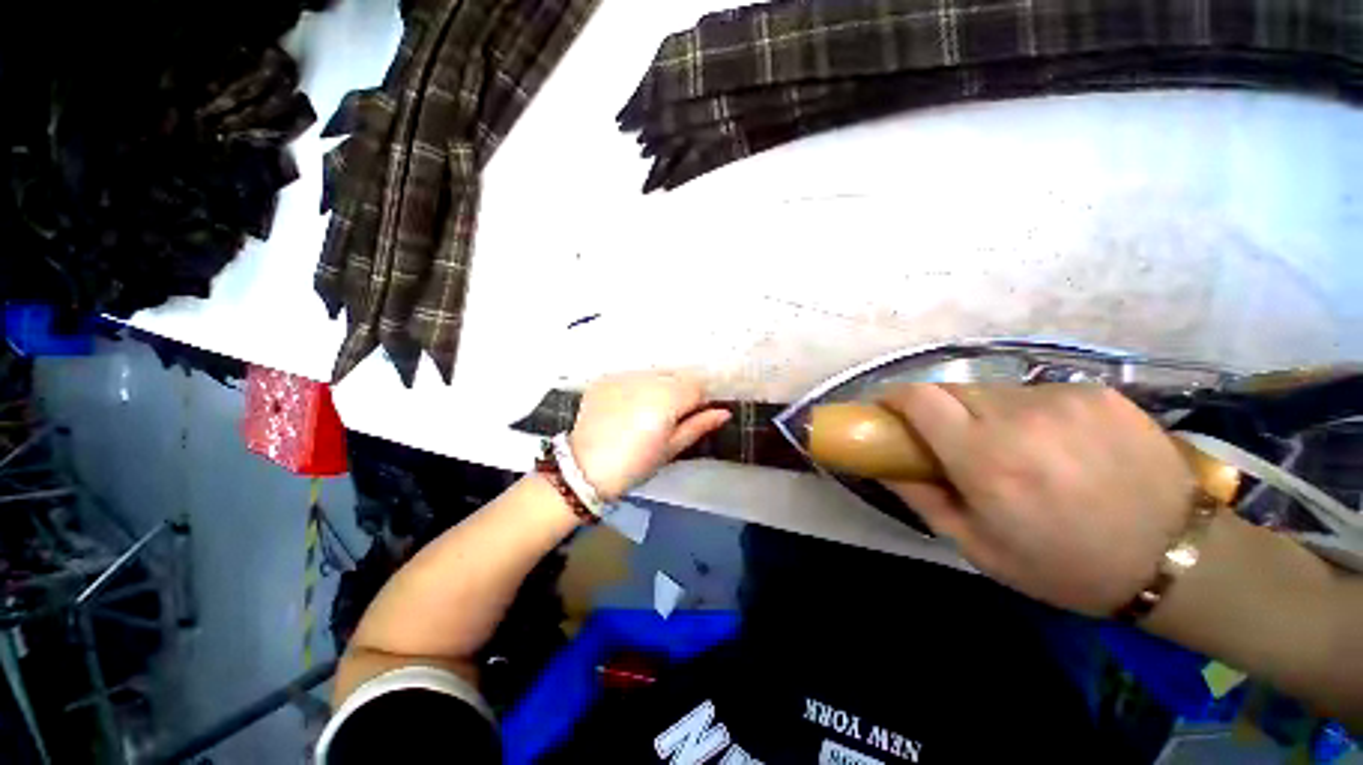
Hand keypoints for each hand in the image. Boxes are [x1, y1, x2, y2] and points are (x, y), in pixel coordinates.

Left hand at [569, 372, 731, 501]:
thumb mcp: (671, 449)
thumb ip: (699, 425)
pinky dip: (634, 388)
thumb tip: (724, 412)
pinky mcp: (605, 378)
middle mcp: (646, 379)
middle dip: (677, 392)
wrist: (584, 469)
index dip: (697, 402)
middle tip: (665, 418)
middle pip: (676, 376)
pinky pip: (630, 377)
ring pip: (654, 374)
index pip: (696, 386)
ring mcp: (622, 376)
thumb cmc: (635, 465)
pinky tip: (624, 409)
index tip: (688, 418)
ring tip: (642, 413)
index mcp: (667, 398)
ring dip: (656, 388)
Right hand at [880, 383, 1195, 616]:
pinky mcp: (1097, 392)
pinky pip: (1036, 393)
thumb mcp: (978, 547)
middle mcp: (1020, 418)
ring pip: (994, 390)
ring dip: (985, 413)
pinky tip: (1056, 444)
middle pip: (952, 389)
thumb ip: (922, 498)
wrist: (1178, 559)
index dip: (895, 397)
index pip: (919, 398)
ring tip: (1013, 448)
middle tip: (952, 441)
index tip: (889, 411)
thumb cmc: (1065, 565)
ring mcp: (1063, 400)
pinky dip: (1028, 413)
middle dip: (939, 410)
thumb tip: (882, 465)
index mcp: (986, 459)